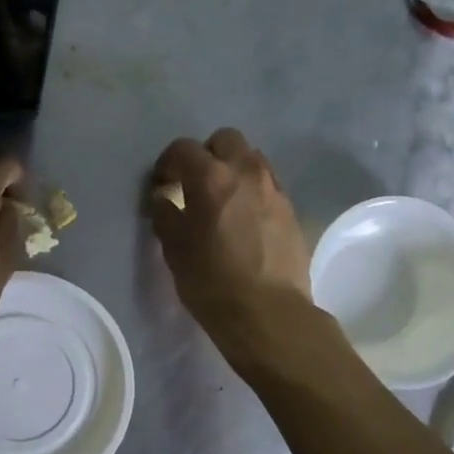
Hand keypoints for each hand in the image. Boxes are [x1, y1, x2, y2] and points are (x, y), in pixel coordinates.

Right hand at [149, 129, 314, 359]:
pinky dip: (252, 191)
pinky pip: (267, 185)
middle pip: (225, 140)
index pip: (183, 148)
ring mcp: (274, 189)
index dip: (167, 163)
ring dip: (232, 170)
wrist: (269, 313)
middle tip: (194, 185)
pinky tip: (244, 220)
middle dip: (206, 155)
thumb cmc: (212, 281)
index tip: (162, 185)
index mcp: (211, 177)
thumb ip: (165, 215)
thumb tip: (163, 199)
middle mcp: (246, 172)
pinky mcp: (291, 210)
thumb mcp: (175, 250)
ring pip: (251, 159)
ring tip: (222, 201)